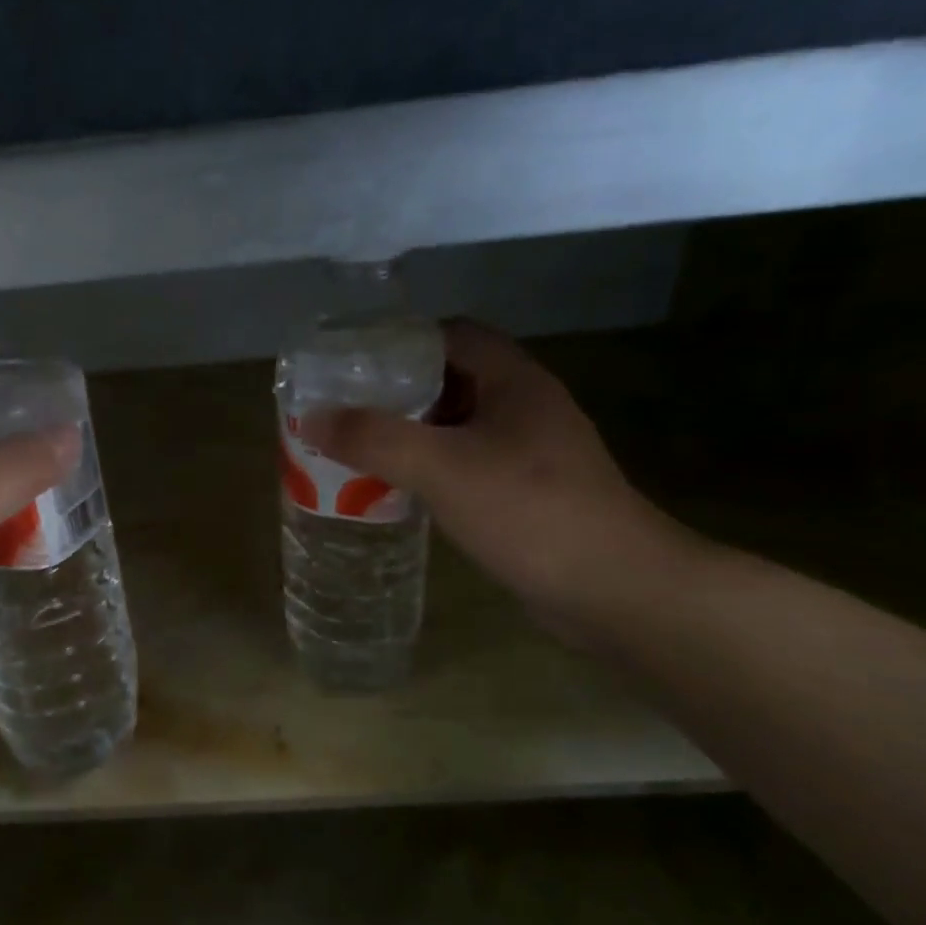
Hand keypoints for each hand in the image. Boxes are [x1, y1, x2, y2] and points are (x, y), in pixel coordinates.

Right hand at [300, 321, 692, 637]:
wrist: (612, 588)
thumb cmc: (529, 511)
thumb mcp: (442, 467)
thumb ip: (375, 439)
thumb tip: (313, 419)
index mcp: (514, 382)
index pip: (453, 336)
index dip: (402, 343)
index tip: (352, 367)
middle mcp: (526, 407)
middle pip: (452, 380)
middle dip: (398, 393)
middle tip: (346, 412)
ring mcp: (532, 452)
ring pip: (459, 427)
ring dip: (413, 434)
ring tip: (361, 450)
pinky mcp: (529, 493)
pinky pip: (469, 465)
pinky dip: (432, 470)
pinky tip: (402, 492)